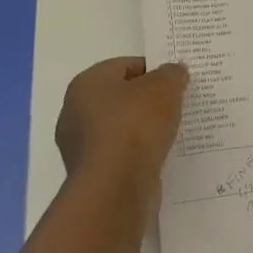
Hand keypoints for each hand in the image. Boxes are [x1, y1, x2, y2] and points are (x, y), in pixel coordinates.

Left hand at [54, 57, 189, 211]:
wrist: (115, 187)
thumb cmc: (135, 126)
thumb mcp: (164, 88)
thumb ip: (172, 74)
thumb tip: (175, 71)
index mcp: (87, 83)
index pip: (125, 65)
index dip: (154, 70)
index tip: (176, 82)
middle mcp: (75, 111)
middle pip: (121, 97)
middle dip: (149, 100)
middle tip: (177, 104)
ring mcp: (81, 145)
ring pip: (121, 127)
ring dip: (144, 128)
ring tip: (173, 131)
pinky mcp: (92, 173)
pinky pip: (121, 153)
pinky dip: (139, 152)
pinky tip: (159, 155)